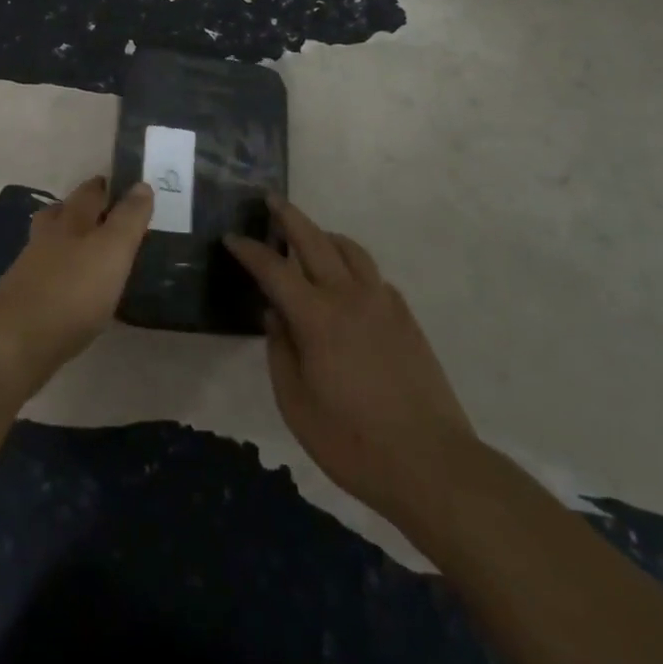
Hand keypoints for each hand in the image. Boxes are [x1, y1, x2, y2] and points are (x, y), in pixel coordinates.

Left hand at [0, 176, 152, 400]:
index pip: (89, 192)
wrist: (15, 343)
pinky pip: (46, 273)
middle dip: (81, 207)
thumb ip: (129, 219)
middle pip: (63, 212)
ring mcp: (30, 267)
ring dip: (68, 238)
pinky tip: (72, 287)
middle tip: (106, 212)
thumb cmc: (72, 292)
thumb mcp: (112, 251)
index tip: (123, 185)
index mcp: (70, 221)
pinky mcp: (24, 298)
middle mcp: (47, 237)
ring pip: (51, 241)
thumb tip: (142, 184)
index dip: (105, 185)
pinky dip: (60, 271)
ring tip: (90, 248)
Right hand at [227, 196, 477, 525]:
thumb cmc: (353, 442)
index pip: (274, 269)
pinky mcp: (406, 318)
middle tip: (271, 200)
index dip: (250, 251)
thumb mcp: (296, 404)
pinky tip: (346, 283)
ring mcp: (383, 303)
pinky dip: (353, 264)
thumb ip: (280, 352)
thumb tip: (275, 315)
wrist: (431, 464)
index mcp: (317, 317)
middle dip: (289, 216)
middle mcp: (350, 297)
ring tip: (310, 236)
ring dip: (325, 235)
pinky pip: (373, 275)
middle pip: (315, 241)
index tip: (231, 238)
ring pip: (351, 250)